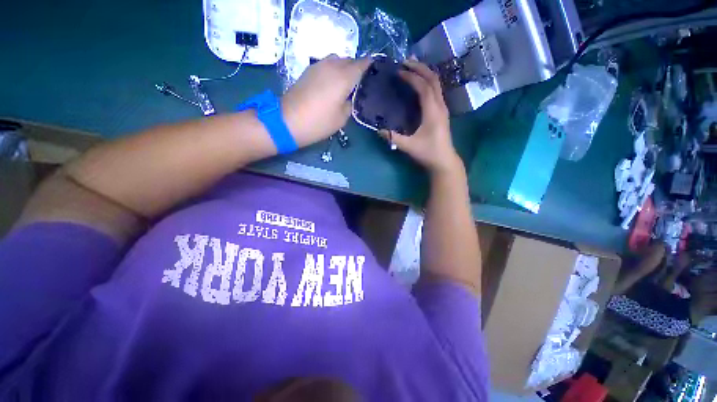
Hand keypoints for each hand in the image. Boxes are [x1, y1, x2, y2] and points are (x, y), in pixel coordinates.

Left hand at [281, 55, 370, 145]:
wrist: (288, 121)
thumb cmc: (319, 122)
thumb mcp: (341, 119)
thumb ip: (350, 104)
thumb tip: (349, 97)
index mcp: (344, 77)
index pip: (362, 64)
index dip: (369, 65)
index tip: (375, 71)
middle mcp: (332, 66)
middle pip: (349, 60)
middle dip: (356, 68)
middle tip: (359, 82)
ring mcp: (318, 66)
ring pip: (336, 60)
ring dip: (343, 68)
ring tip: (345, 83)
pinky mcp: (308, 70)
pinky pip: (326, 65)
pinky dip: (332, 70)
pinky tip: (331, 84)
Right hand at [379, 60, 461, 174]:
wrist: (444, 161)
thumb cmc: (428, 152)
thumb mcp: (409, 146)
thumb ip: (393, 137)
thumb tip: (377, 129)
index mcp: (433, 111)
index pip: (423, 87)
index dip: (412, 77)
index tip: (399, 71)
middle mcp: (440, 105)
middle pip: (433, 79)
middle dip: (420, 68)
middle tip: (405, 62)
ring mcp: (443, 108)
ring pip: (436, 83)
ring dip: (425, 73)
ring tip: (412, 68)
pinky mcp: (442, 112)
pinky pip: (436, 90)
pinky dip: (427, 82)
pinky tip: (419, 84)